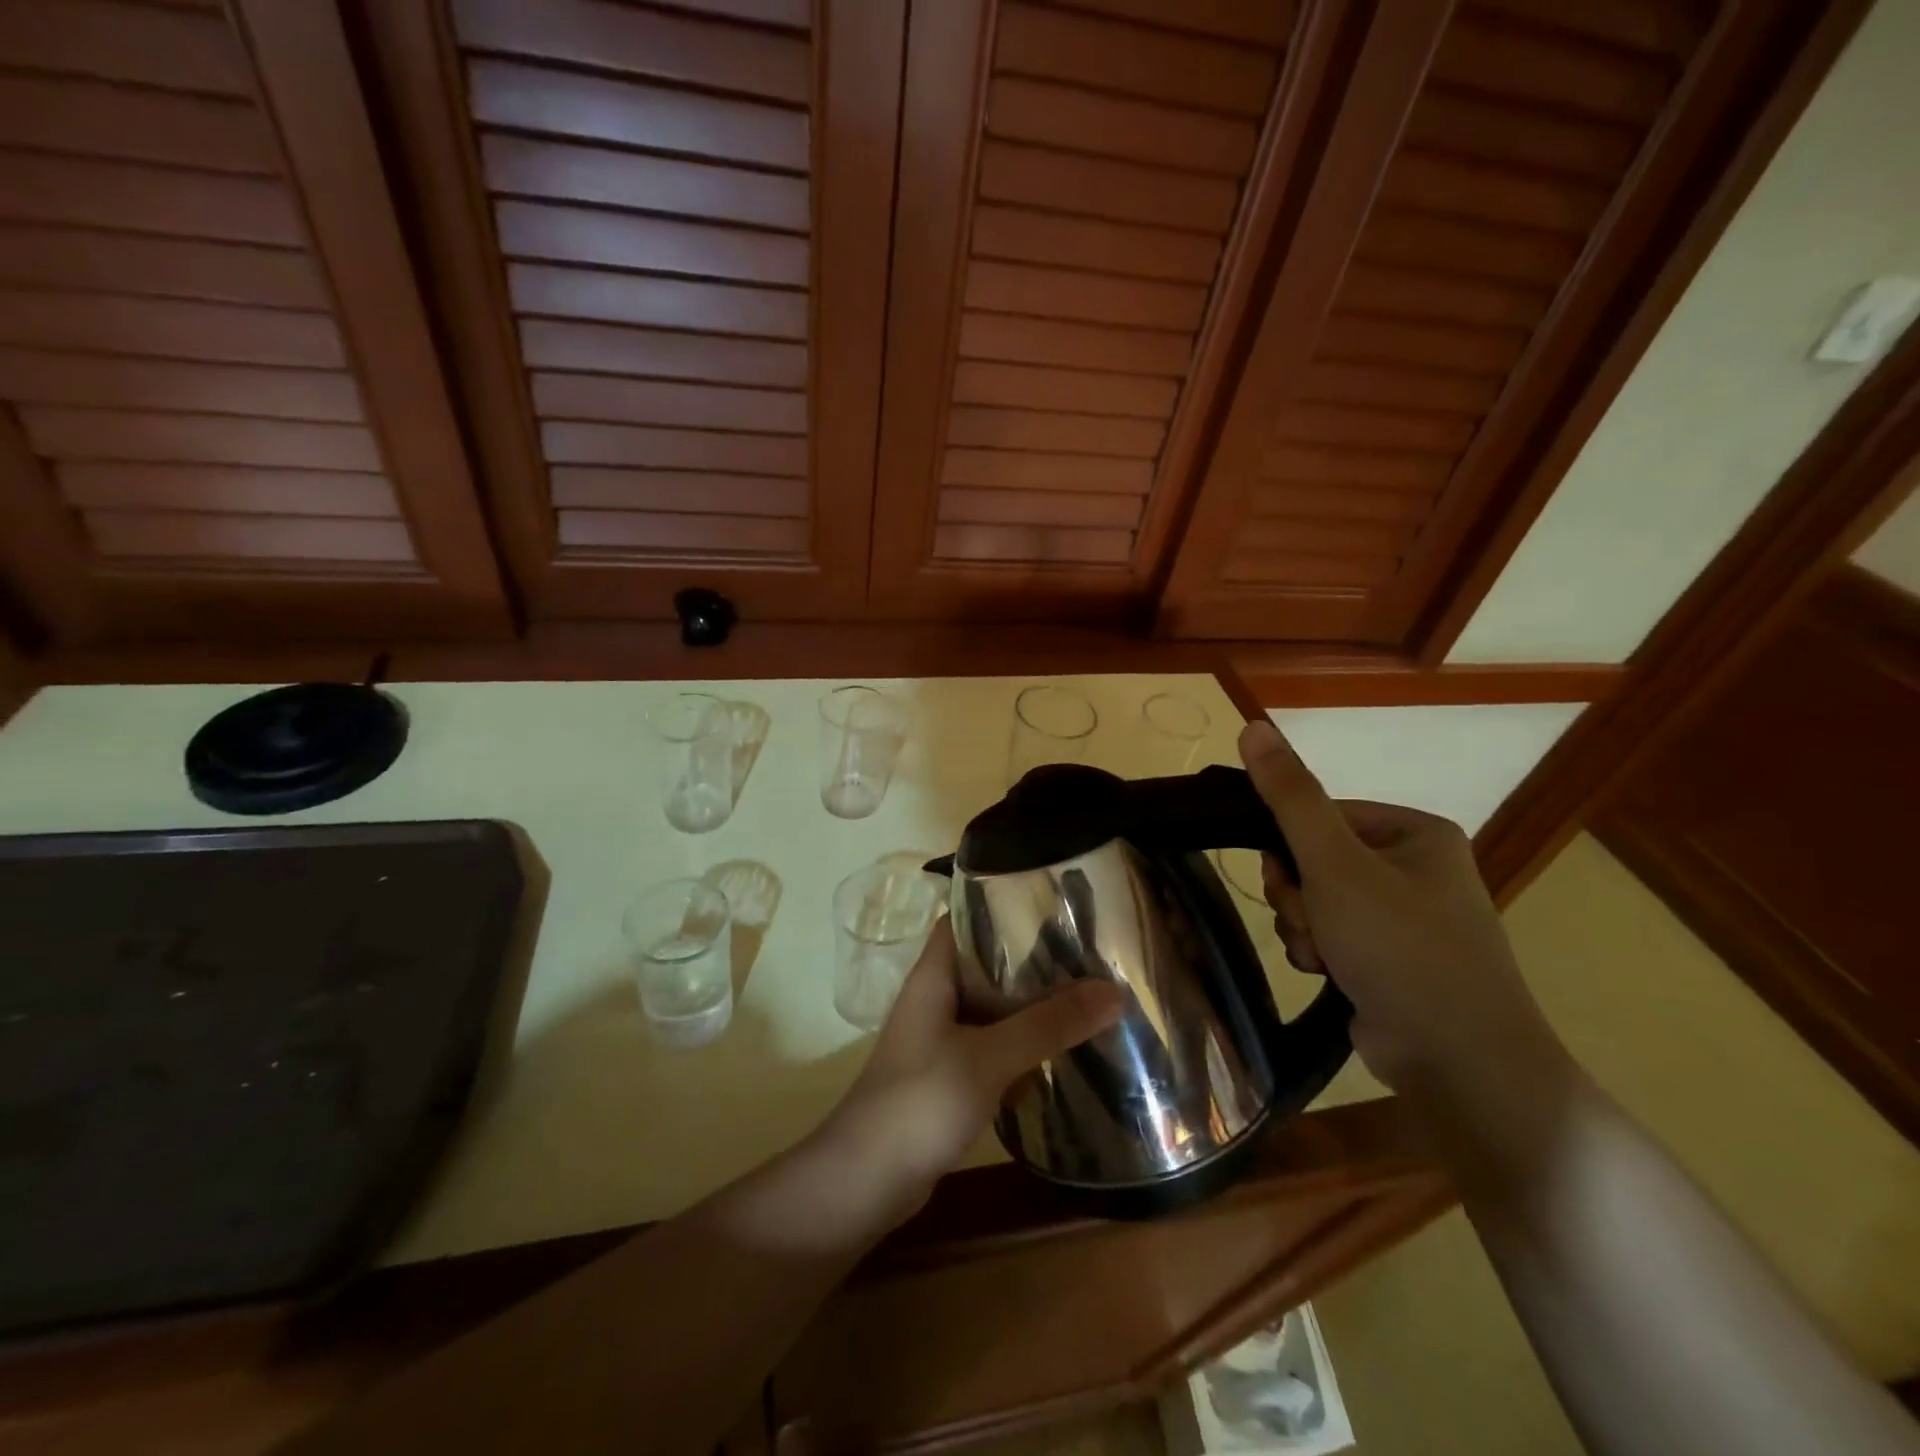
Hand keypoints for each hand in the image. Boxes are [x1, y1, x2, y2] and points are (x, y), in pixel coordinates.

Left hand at [817, 921, 1125, 1226]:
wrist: (865, 1183)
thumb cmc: (920, 1101)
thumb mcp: (989, 1057)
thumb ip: (1049, 1025)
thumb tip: (1114, 991)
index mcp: (933, 977)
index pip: (965, 920)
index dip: (1002, 906)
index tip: (1054, 905)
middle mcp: (935, 1000)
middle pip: (985, 966)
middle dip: (1031, 962)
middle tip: (1087, 954)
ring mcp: (940, 1041)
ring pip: (992, 1011)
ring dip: (1030, 1008)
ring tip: (1086, 997)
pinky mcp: (949, 1078)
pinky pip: (991, 1049)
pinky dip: (1021, 1048)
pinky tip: (1060, 1054)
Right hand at [1238, 720, 1569, 1110]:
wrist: (1460, 1061)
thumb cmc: (1400, 947)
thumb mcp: (1335, 863)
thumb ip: (1290, 796)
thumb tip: (1253, 724)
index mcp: (1414, 832)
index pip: (1321, 815)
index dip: (1290, 847)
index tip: (1287, 878)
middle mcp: (1414, 868)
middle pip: (1314, 860)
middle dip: (1298, 895)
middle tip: (1311, 921)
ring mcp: (1404, 917)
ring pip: (1315, 901)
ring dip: (1303, 926)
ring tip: (1323, 956)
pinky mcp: (1391, 959)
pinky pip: (1331, 936)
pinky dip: (1320, 952)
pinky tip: (1330, 976)